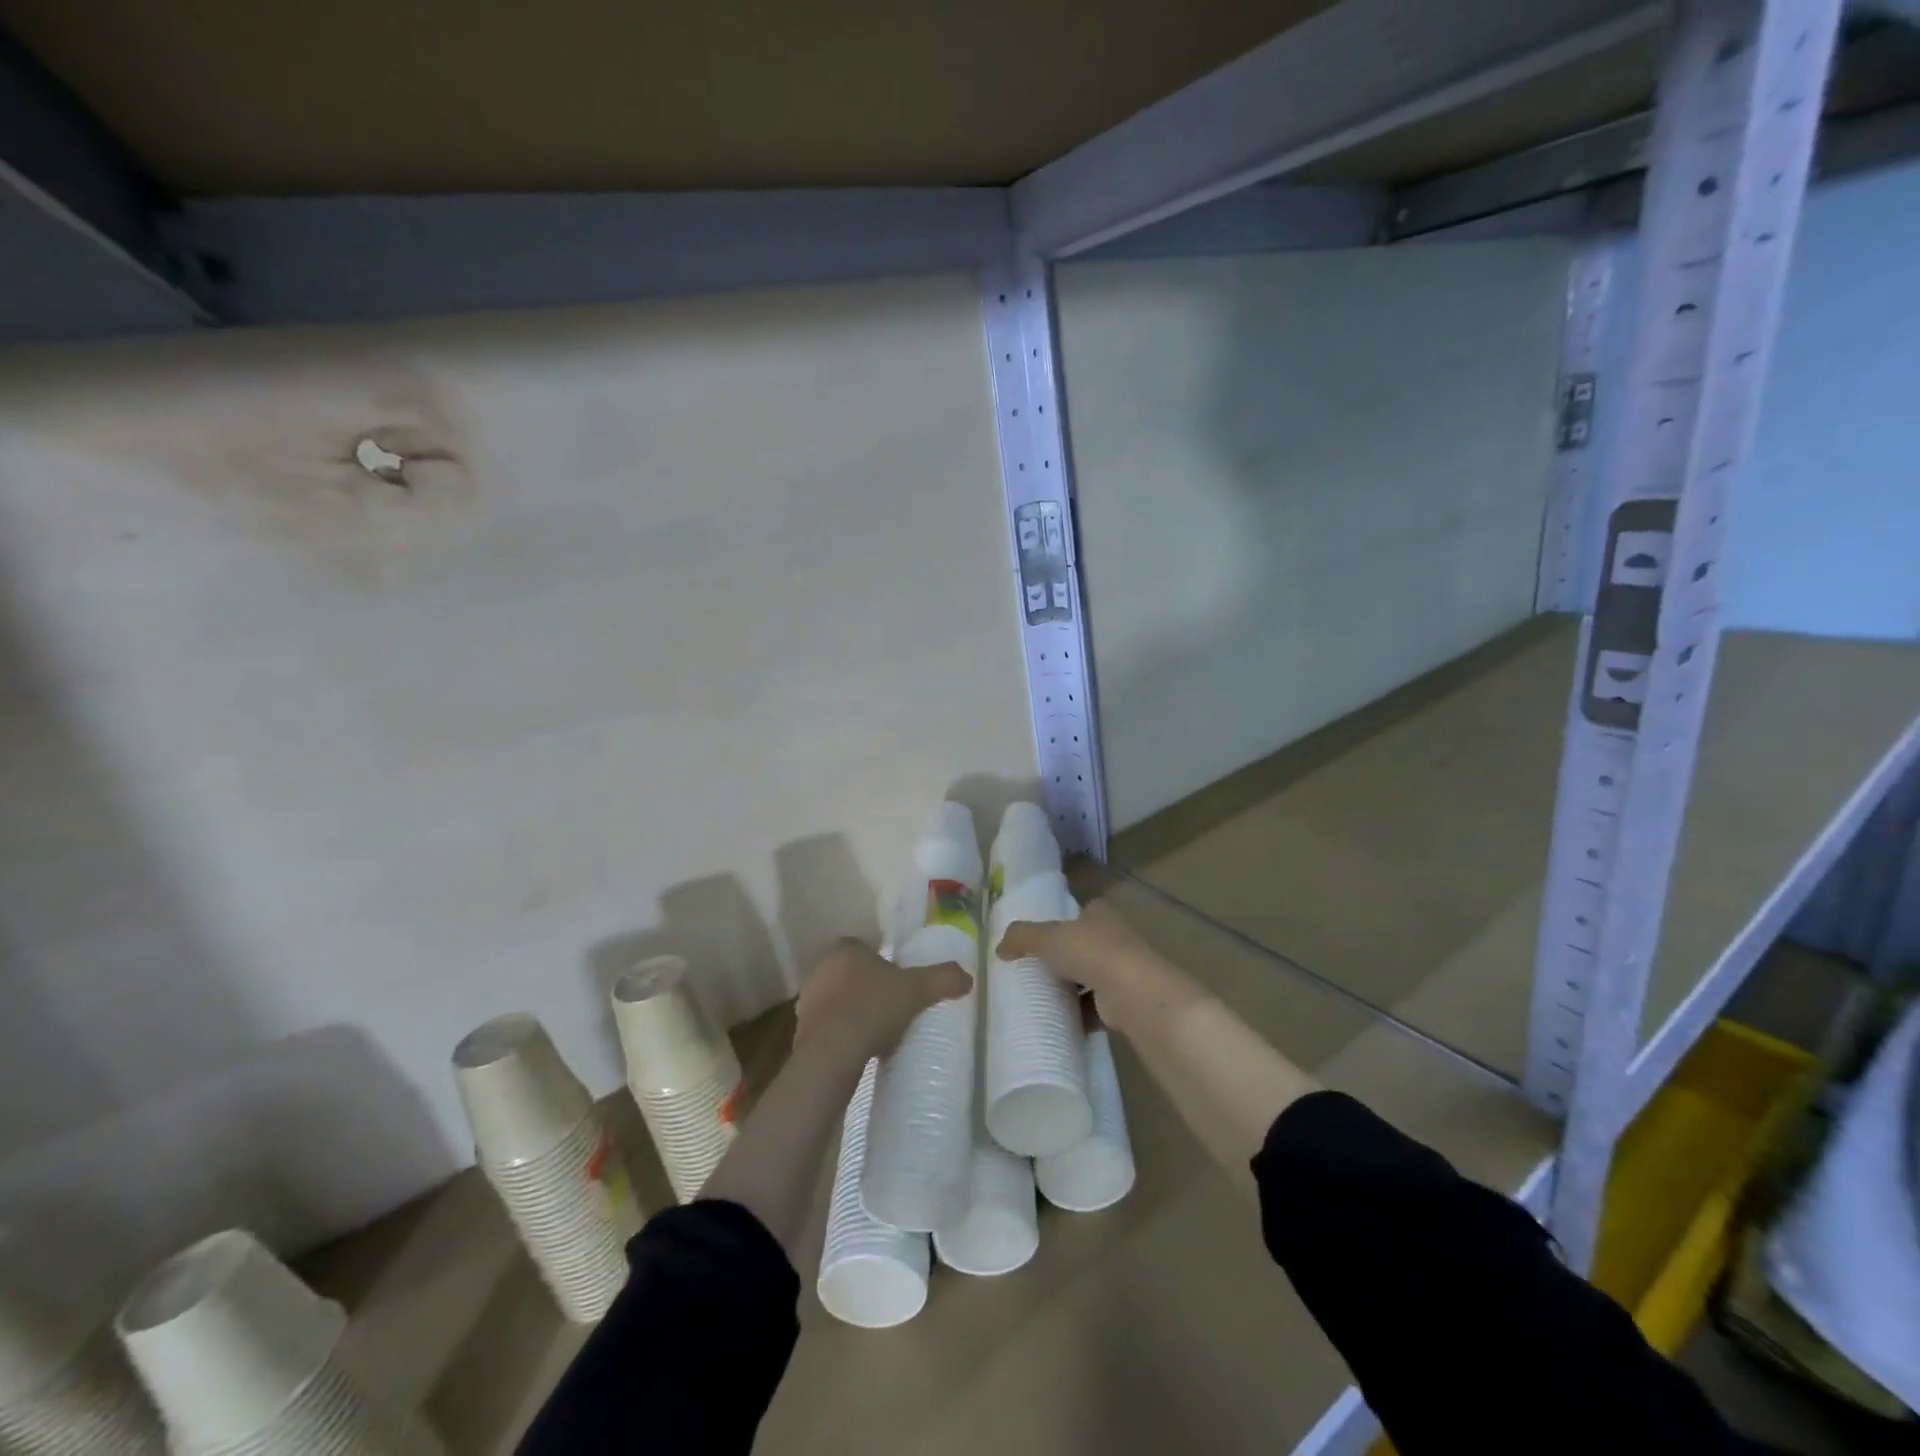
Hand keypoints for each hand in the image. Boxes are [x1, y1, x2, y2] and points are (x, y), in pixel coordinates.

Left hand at [794, 938, 970, 1063]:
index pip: (862, 947)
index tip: (896, 979)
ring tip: (876, 1031)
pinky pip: (826, 1028)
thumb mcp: (917, 989)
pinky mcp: (801, 1031)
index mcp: (845, 950)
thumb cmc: (874, 1007)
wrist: (834, 1051)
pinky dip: (840, 1034)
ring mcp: (807, 1001)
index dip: (879, 961)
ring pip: (835, 1000)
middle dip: (866, 986)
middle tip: (890, 1004)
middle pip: (848, 973)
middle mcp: (820, 969)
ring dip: (851, 1011)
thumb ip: (943, 978)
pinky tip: (859, 1048)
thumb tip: (967, 976)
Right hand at [995, 899, 1157, 1031]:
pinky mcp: (1124, 1002)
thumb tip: (999, 948)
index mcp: (1101, 914)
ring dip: (1072, 989)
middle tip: (1034, 971)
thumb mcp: (1047, 937)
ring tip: (1043, 998)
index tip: (1040, 939)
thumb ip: (1021, 937)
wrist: (1132, 993)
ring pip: (1091, 978)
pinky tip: (1060, 1022)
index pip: (1080, 913)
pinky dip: (1080, 1016)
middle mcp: (1116, 938)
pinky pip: (1096, 1008)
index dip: (1062, 923)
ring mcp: (1123, 971)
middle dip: (1065, 958)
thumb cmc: (1090, 952)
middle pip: (1084, 946)